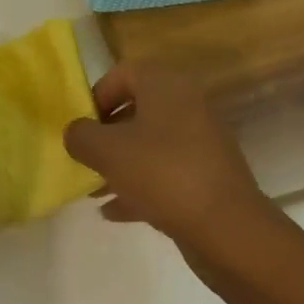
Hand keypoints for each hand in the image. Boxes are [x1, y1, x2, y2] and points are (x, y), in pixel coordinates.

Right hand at [62, 65, 267, 260]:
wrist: (228, 230)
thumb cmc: (162, 173)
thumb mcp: (107, 151)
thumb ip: (81, 136)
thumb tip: (75, 133)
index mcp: (166, 85)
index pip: (122, 74)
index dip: (96, 96)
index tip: (81, 126)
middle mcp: (187, 104)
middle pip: (136, 109)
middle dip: (106, 134)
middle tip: (86, 157)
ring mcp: (202, 142)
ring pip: (150, 144)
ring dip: (121, 163)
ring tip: (95, 189)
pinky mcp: (209, 176)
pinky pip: (166, 171)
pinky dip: (141, 185)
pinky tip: (115, 211)